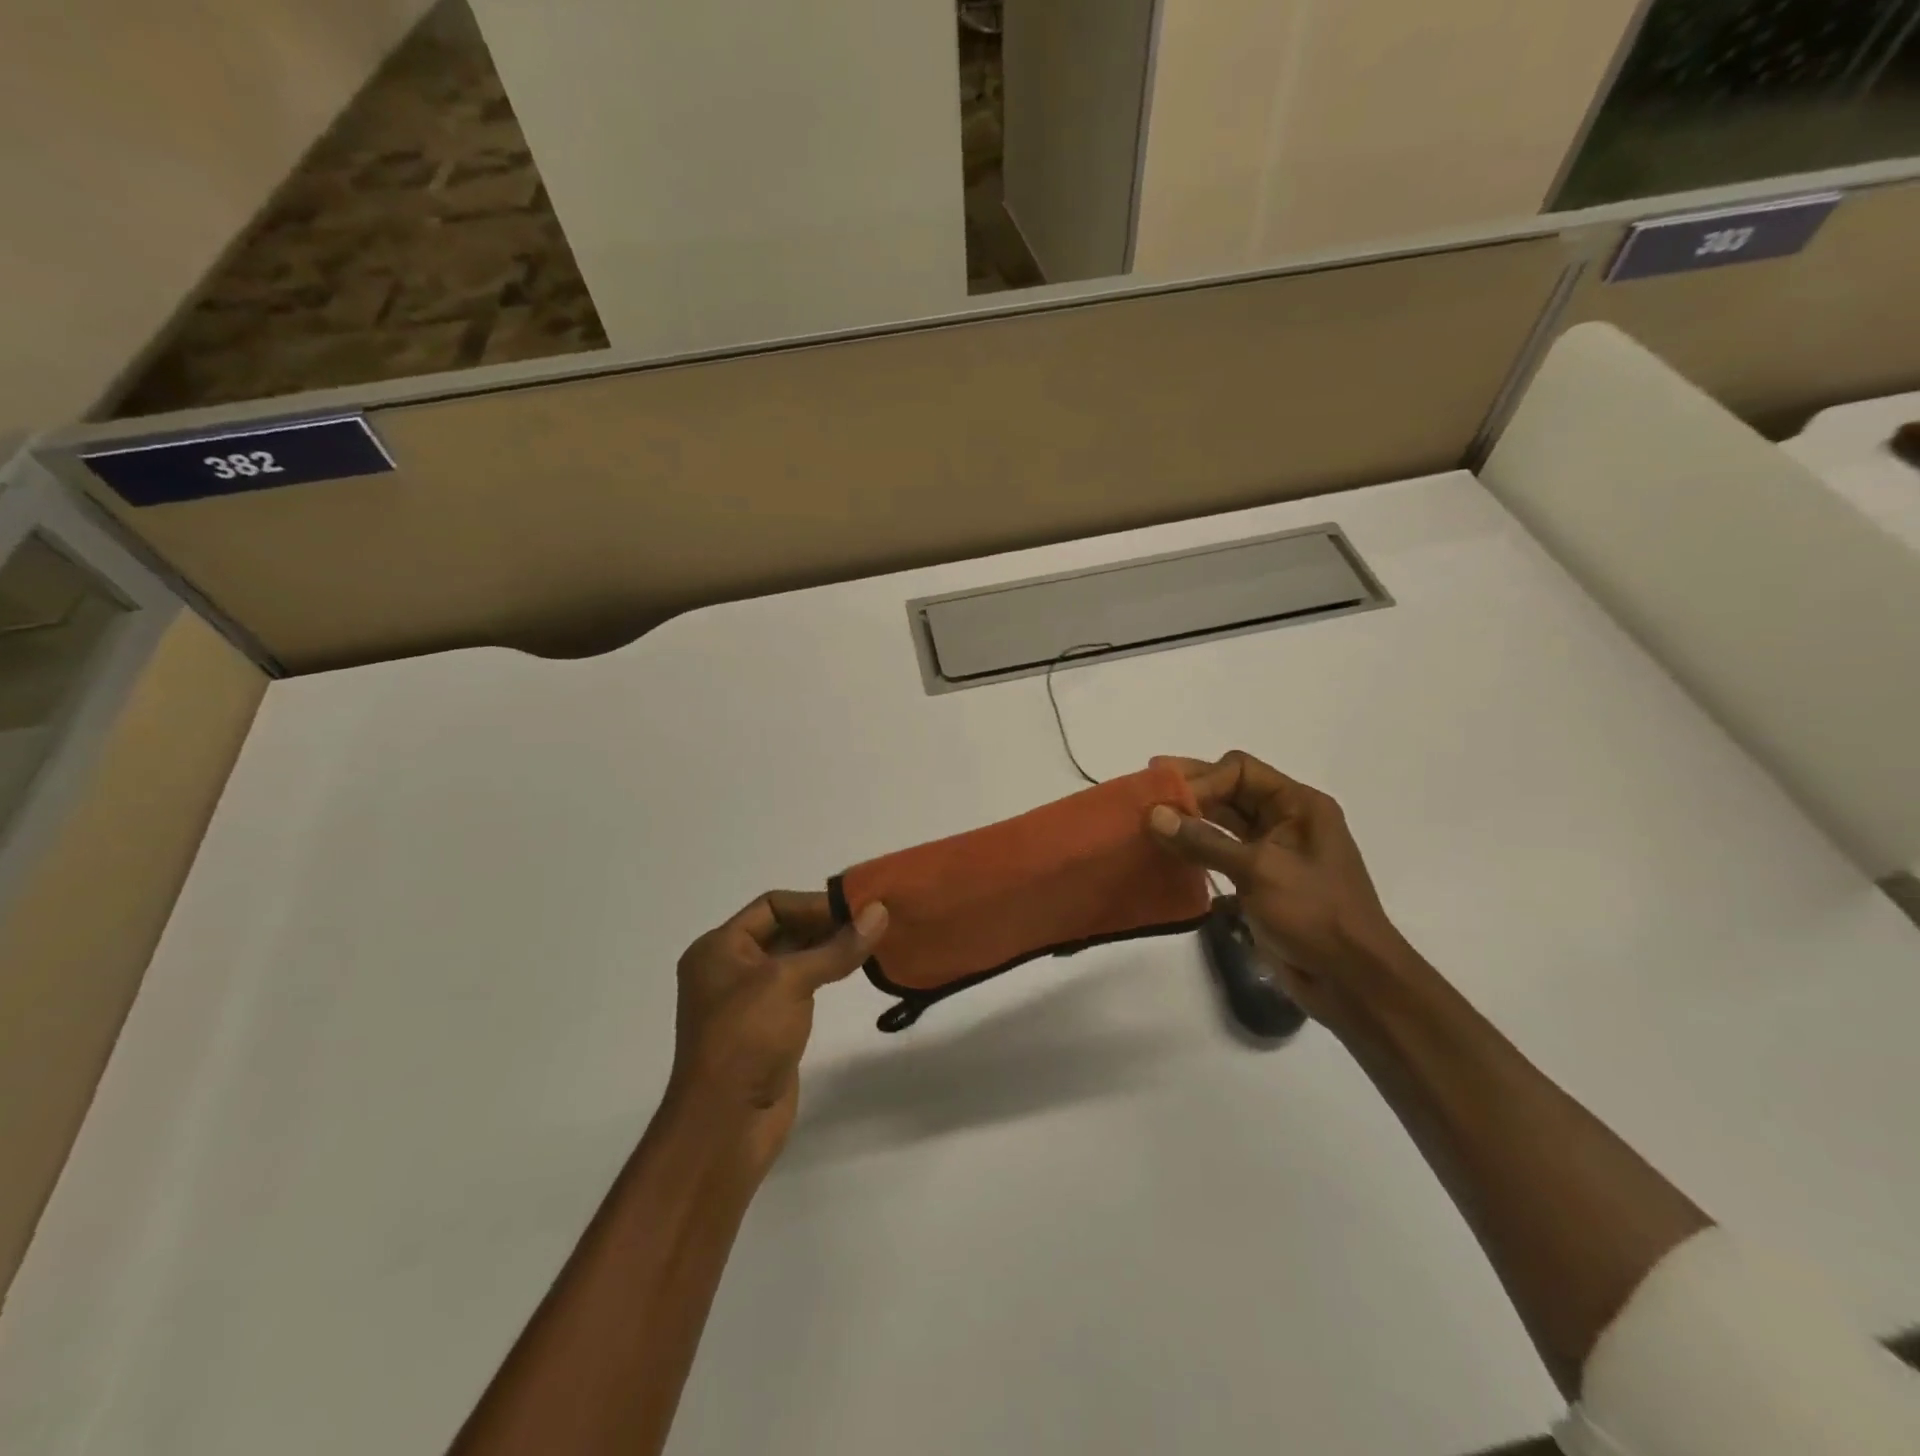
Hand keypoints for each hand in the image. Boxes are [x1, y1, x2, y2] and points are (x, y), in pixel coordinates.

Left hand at [668, 891, 887, 1171]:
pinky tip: (852, 972)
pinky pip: (799, 988)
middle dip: (826, 924)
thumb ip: (837, 947)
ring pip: (794, 959)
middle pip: (783, 929)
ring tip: (870, 943)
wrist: (726, 1124)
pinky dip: (824, 975)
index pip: (772, 905)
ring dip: (828, 949)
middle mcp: (729, 968)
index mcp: (719, 948)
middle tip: (872, 922)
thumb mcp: (790, 981)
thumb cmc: (747, 1037)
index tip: (858, 910)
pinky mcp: (767, 1027)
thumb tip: (880, 911)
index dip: (814, 904)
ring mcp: (748, 1000)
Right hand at [1146, 752, 1418, 1030]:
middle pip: (1230, 791)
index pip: (1240, 771)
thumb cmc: (1314, 914)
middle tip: (1144, 787)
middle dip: (1189, 791)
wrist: (1351, 981)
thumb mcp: (1258, 871)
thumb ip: (1204, 842)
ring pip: (1222, 823)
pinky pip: (1220, 854)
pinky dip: (1195, 850)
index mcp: (1298, 806)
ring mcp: (1272, 852)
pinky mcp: (1259, 882)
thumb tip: (1154, 815)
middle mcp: (1286, 821)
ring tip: (1147, 820)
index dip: (1201, 779)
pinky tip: (1166, 853)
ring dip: (1188, 820)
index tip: (1166, 801)